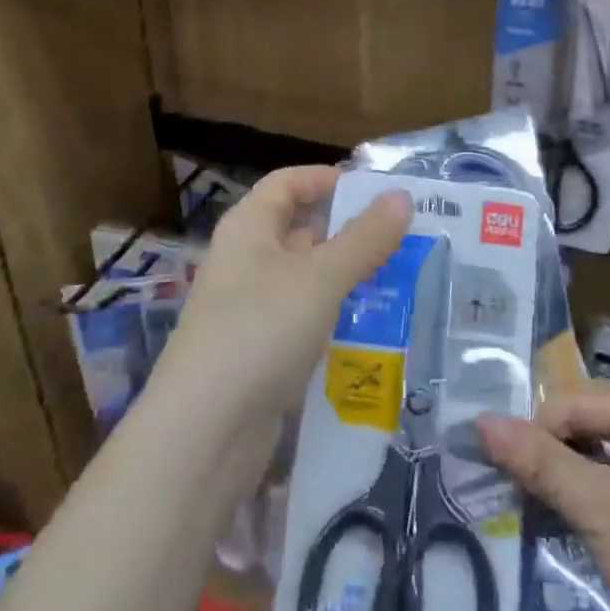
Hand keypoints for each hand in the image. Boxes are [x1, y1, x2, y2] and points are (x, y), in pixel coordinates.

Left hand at [154, 166, 411, 447]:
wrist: (205, 432)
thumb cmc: (261, 330)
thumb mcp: (321, 277)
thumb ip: (364, 238)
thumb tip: (401, 196)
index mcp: (249, 227)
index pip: (288, 182)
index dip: (329, 179)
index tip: (378, 192)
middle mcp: (245, 260)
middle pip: (299, 228)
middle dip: (348, 230)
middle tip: (404, 237)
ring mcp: (250, 307)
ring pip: (305, 277)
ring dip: (346, 275)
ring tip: (400, 278)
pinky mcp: (259, 350)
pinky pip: (302, 317)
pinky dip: (333, 314)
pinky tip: (370, 326)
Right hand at [478, 387, 609, 610]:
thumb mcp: (598, 507)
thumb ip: (539, 461)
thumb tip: (480, 420)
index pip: (578, 404)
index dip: (535, 432)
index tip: (496, 468)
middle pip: (591, 430)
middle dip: (551, 458)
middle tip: (510, 491)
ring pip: (603, 464)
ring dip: (567, 485)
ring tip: (530, 511)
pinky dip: (591, 506)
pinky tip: (565, 529)